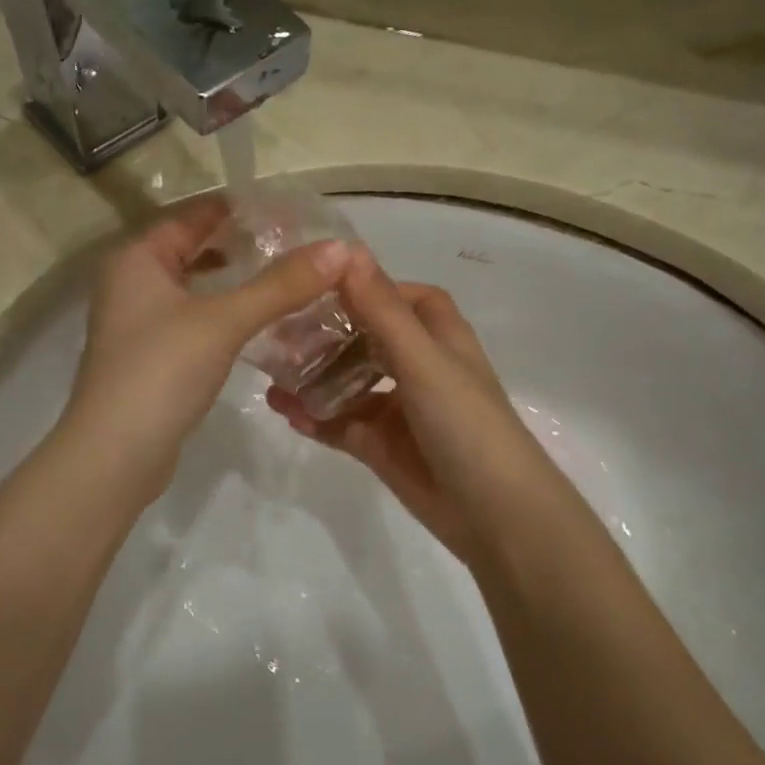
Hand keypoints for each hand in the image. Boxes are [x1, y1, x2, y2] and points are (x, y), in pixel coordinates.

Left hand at [64, 194, 348, 496]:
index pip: (192, 215)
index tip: (287, 211)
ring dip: (233, 284)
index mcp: (137, 258)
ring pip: (194, 289)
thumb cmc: (162, 370)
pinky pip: (192, 321)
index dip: (238, 209)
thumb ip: (280, 285)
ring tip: (285, 281)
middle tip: (295, 246)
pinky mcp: (150, 358)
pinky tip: (258, 325)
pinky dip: (222, 316)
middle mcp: (130, 283)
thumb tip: (339, 249)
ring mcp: (137, 324)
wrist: (116, 454)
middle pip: (192, 250)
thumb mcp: (224, 321)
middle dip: (240, 247)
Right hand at [266, 250, 560, 570]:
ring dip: (315, 377)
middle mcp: (419, 369)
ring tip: (271, 372)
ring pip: (349, 383)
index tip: (320, 284)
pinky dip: (316, 417)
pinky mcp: (381, 447)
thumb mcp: (423, 361)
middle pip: (367, 339)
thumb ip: (382, 310)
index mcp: (440, 340)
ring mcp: (399, 410)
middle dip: (327, 334)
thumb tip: (348, 250)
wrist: (493, 514)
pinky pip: (341, 424)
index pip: (404, 298)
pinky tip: (285, 411)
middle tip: (279, 331)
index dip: (369, 288)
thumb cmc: (465, 424)